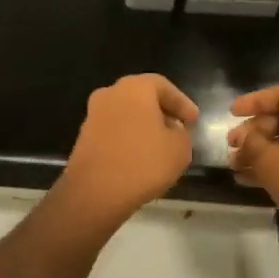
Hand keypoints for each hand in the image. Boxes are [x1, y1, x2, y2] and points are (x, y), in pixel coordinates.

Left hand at [53, 74, 199, 232]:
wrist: (95, 192)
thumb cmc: (143, 162)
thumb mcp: (180, 148)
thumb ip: (182, 133)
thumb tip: (172, 130)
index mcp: (134, 88)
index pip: (163, 86)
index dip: (182, 103)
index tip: (194, 121)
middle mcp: (110, 94)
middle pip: (142, 97)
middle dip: (162, 112)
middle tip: (178, 129)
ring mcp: (93, 115)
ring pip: (126, 114)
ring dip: (144, 126)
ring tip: (161, 146)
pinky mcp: (84, 137)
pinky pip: (114, 131)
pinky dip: (128, 139)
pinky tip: (140, 157)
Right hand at [227, 85, 278, 217]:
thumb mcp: (268, 158)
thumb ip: (251, 142)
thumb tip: (245, 137)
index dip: (254, 101)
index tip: (232, 114)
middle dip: (254, 132)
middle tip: (232, 146)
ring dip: (260, 152)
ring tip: (236, 166)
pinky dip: (275, 165)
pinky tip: (249, 179)